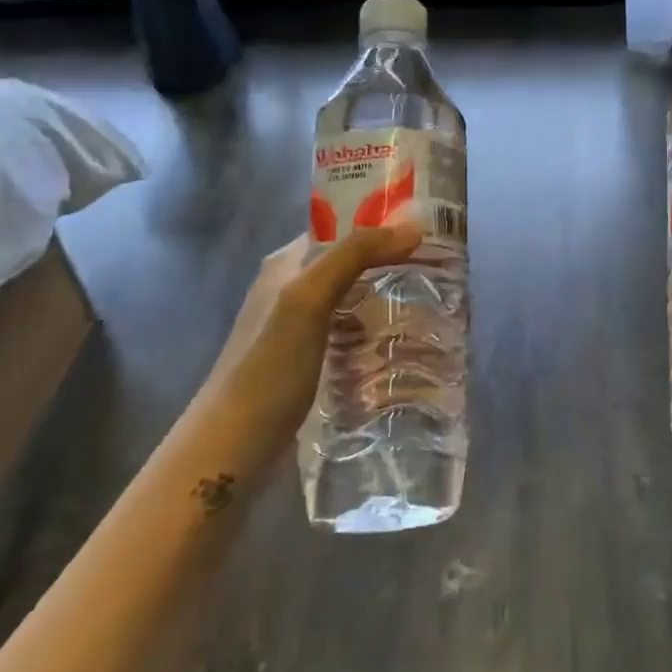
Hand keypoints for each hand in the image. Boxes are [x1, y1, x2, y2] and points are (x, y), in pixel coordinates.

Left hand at [203, 221, 421, 460]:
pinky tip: (402, 343)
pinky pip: (350, 334)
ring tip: (432, 302)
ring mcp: (297, 331)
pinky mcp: (307, 365)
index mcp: (285, 264)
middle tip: (440, 268)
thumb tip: (414, 226)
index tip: (427, 227)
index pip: (340, 227)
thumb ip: (355, 255)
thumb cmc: (269, 366)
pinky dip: (375, 331)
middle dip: (390, 262)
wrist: (231, 450)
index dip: (380, 221)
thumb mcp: (309, 299)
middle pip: (349, 264)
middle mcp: (289, 290)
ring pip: (352, 300)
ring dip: (386, 298)